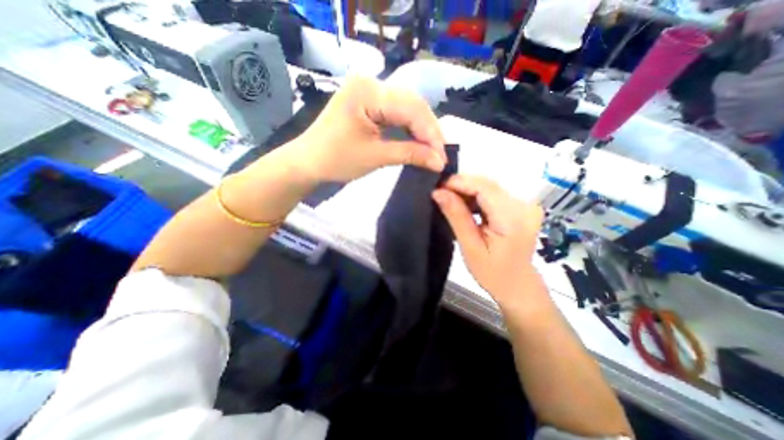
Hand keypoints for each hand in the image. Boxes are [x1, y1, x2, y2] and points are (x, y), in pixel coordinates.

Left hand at [289, 75, 446, 182]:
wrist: (308, 162)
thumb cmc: (336, 159)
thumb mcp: (375, 157)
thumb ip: (410, 154)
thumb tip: (439, 162)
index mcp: (368, 91)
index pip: (411, 108)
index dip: (430, 133)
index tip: (442, 157)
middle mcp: (370, 82)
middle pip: (412, 104)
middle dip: (429, 131)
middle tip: (440, 155)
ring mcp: (369, 91)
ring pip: (407, 108)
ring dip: (421, 130)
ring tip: (432, 150)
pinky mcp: (369, 102)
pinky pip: (396, 112)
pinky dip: (409, 128)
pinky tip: (418, 141)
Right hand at [435, 175, 546, 309]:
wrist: (518, 286)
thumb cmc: (493, 274)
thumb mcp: (470, 247)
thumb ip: (456, 216)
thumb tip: (438, 192)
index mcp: (513, 218)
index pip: (484, 187)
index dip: (459, 182)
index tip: (437, 186)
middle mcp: (524, 205)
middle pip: (487, 184)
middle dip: (461, 185)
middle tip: (439, 193)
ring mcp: (525, 205)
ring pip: (489, 187)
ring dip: (467, 190)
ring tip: (449, 200)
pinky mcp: (521, 206)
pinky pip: (494, 194)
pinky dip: (476, 197)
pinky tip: (464, 205)